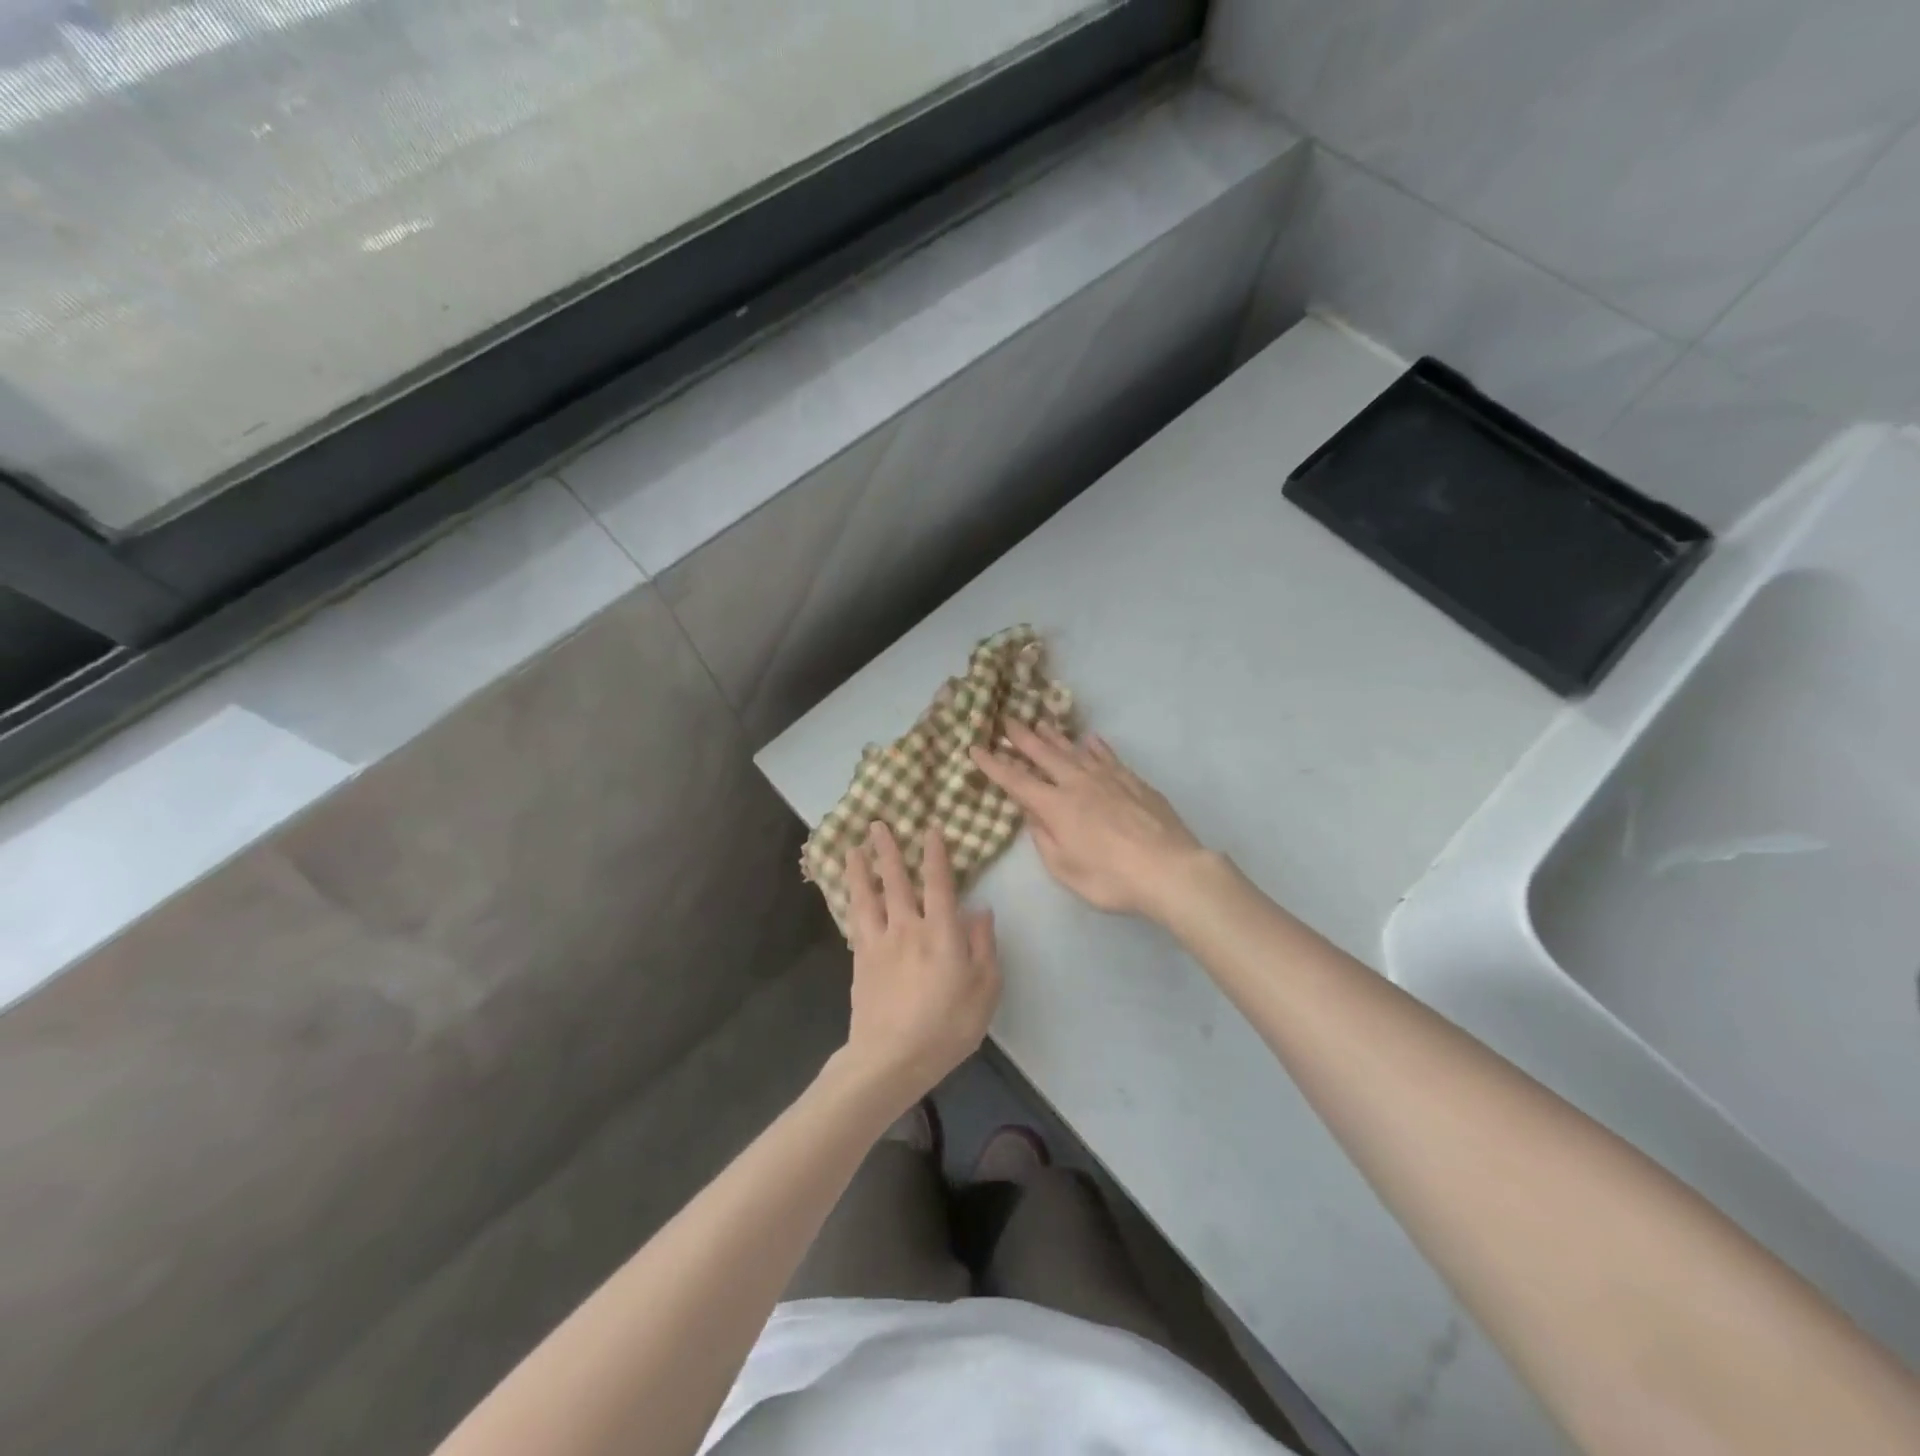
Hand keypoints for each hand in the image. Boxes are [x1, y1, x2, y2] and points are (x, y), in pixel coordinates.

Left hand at [837, 822, 1000, 1109]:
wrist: (892, 1058)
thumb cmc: (947, 1025)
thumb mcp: (985, 989)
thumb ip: (983, 945)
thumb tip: (980, 909)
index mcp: (941, 931)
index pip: (939, 882)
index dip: (935, 854)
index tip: (929, 829)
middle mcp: (908, 927)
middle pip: (896, 880)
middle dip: (888, 850)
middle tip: (877, 824)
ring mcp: (879, 942)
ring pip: (868, 896)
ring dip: (861, 870)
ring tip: (853, 848)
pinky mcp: (861, 960)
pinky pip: (855, 921)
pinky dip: (851, 902)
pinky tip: (849, 895)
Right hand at [971, 722, 1208, 920]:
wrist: (1169, 868)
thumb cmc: (1111, 878)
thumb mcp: (1065, 868)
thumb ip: (1044, 837)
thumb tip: (1031, 811)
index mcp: (1056, 806)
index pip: (1016, 781)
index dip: (993, 765)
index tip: (975, 749)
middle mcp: (1078, 784)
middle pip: (1044, 755)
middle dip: (1022, 738)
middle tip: (1006, 720)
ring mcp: (1108, 778)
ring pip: (1075, 750)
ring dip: (1055, 737)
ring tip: (1041, 724)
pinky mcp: (1133, 781)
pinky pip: (1108, 757)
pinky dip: (1096, 747)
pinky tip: (1090, 740)